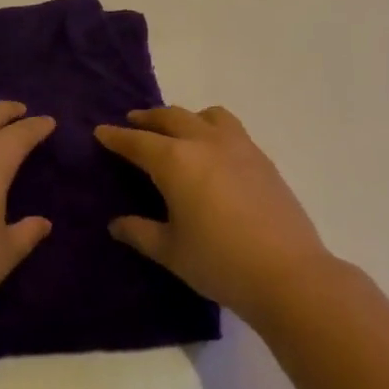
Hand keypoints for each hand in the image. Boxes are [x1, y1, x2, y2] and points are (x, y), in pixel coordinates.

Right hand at [95, 106, 331, 321]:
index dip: (117, 137)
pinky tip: (213, 153)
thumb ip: (140, 232)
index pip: (138, 142)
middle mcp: (205, 143)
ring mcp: (238, 146)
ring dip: (185, 117)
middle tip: (133, 122)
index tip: (101, 131)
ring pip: (207, 115)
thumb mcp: (170, 251)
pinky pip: (231, 128)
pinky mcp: (262, 158)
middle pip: (171, 117)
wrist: (287, 272)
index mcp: (176, 161)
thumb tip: (116, 224)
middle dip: (148, 119)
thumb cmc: (218, 262)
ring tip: (177, 132)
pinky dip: (212, 128)